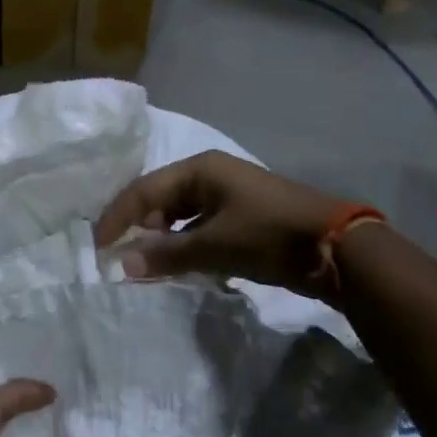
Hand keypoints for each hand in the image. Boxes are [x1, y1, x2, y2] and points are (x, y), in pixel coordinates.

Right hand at [94, 151, 350, 295]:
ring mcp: (227, 197)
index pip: (144, 189)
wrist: (338, 248)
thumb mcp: (215, 245)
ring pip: (180, 217)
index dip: (118, 216)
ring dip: (162, 240)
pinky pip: (200, 230)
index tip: (98, 246)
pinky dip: (185, 247)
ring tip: (143, 266)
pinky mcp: (242, 219)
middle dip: (139, 228)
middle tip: (118, 258)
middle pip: (160, 200)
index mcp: (199, 169)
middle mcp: (210, 176)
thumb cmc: (270, 234)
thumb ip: (167, 254)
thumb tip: (121, 265)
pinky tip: (178, 267)